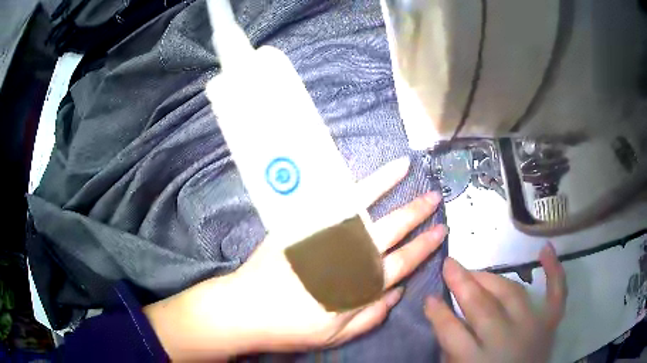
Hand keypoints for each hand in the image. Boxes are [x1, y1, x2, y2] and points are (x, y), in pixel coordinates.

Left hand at [145, 157, 446, 360]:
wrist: (246, 309)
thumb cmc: (291, 327)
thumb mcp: (337, 336)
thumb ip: (372, 314)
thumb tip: (398, 291)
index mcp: (360, 285)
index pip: (403, 261)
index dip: (425, 246)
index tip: (441, 231)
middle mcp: (349, 256)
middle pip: (392, 230)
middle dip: (417, 213)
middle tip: (435, 199)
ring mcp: (325, 235)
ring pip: (365, 206)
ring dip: (391, 187)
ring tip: (410, 170)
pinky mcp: (302, 224)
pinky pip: (330, 199)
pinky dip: (348, 183)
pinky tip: (357, 171)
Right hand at [425, 243, 566, 362]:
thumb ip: (451, 351)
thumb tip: (445, 320)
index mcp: (476, 360)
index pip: (451, 331)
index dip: (437, 312)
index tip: (429, 297)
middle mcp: (506, 340)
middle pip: (482, 306)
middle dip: (462, 283)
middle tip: (449, 264)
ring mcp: (532, 327)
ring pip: (511, 293)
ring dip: (492, 278)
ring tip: (476, 270)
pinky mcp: (550, 323)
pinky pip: (557, 293)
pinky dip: (554, 270)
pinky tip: (546, 249)